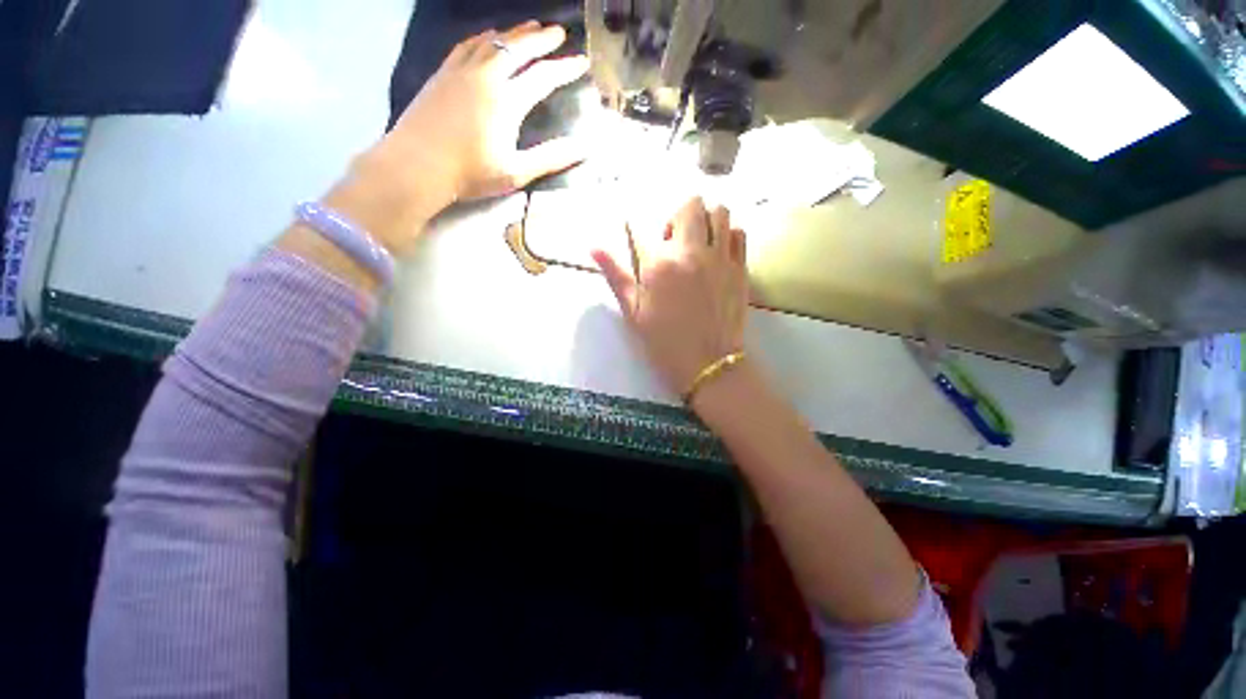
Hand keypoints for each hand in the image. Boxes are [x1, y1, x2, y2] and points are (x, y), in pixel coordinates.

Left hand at [331, 22, 588, 254]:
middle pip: (518, 49)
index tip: (582, 61)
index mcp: (507, 101)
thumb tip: (585, 148)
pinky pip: (467, 44)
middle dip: (542, 39)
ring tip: (530, 27)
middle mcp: (486, 77)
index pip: (543, 77)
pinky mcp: (443, 73)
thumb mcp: (517, 172)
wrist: (417, 165)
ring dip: (515, 33)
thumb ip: (551, 158)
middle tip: (558, 32)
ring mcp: (462, 71)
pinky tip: (488, 35)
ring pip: (493, 41)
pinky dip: (484, 36)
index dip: (565, 68)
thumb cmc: (471, 173)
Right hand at [593, 197, 748, 401]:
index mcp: (661, 264)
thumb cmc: (664, 342)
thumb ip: (615, 275)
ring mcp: (720, 259)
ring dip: (706, 219)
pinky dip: (728, 234)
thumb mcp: (632, 311)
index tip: (651, 243)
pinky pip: (739, 234)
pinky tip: (718, 252)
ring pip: (720, 212)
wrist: (708, 364)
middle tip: (675, 240)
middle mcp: (693, 252)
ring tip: (698, 242)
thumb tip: (594, 246)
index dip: (650, 229)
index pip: (652, 225)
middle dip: (680, 214)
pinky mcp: (740, 269)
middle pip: (692, 205)